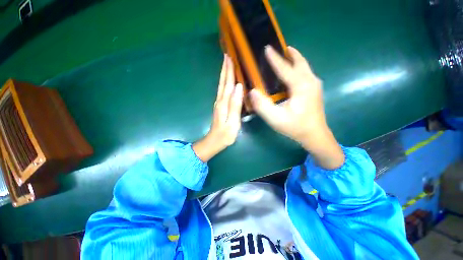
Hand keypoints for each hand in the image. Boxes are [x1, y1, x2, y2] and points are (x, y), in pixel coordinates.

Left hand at [193, 55, 243, 161]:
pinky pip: (222, 91)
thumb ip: (235, 105)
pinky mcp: (220, 107)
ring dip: (224, 74)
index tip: (230, 57)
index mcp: (224, 103)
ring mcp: (219, 104)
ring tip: (227, 64)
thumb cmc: (225, 135)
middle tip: (227, 56)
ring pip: (221, 86)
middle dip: (225, 69)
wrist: (214, 141)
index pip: (228, 84)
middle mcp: (220, 101)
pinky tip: (227, 81)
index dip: (229, 71)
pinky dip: (224, 83)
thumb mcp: (232, 122)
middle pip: (223, 82)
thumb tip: (239, 87)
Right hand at [250, 46, 343, 168]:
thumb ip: (263, 106)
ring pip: (304, 66)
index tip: (267, 48)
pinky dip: (296, 67)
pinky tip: (289, 71)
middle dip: (289, 53)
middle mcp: (310, 81)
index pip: (286, 68)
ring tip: (283, 55)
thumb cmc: (295, 127)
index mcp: (301, 86)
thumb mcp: (276, 119)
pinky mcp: (314, 89)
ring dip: (293, 59)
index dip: (275, 59)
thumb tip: (253, 91)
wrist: (315, 135)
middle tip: (277, 47)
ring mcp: (314, 85)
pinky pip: (304, 73)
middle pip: (299, 61)